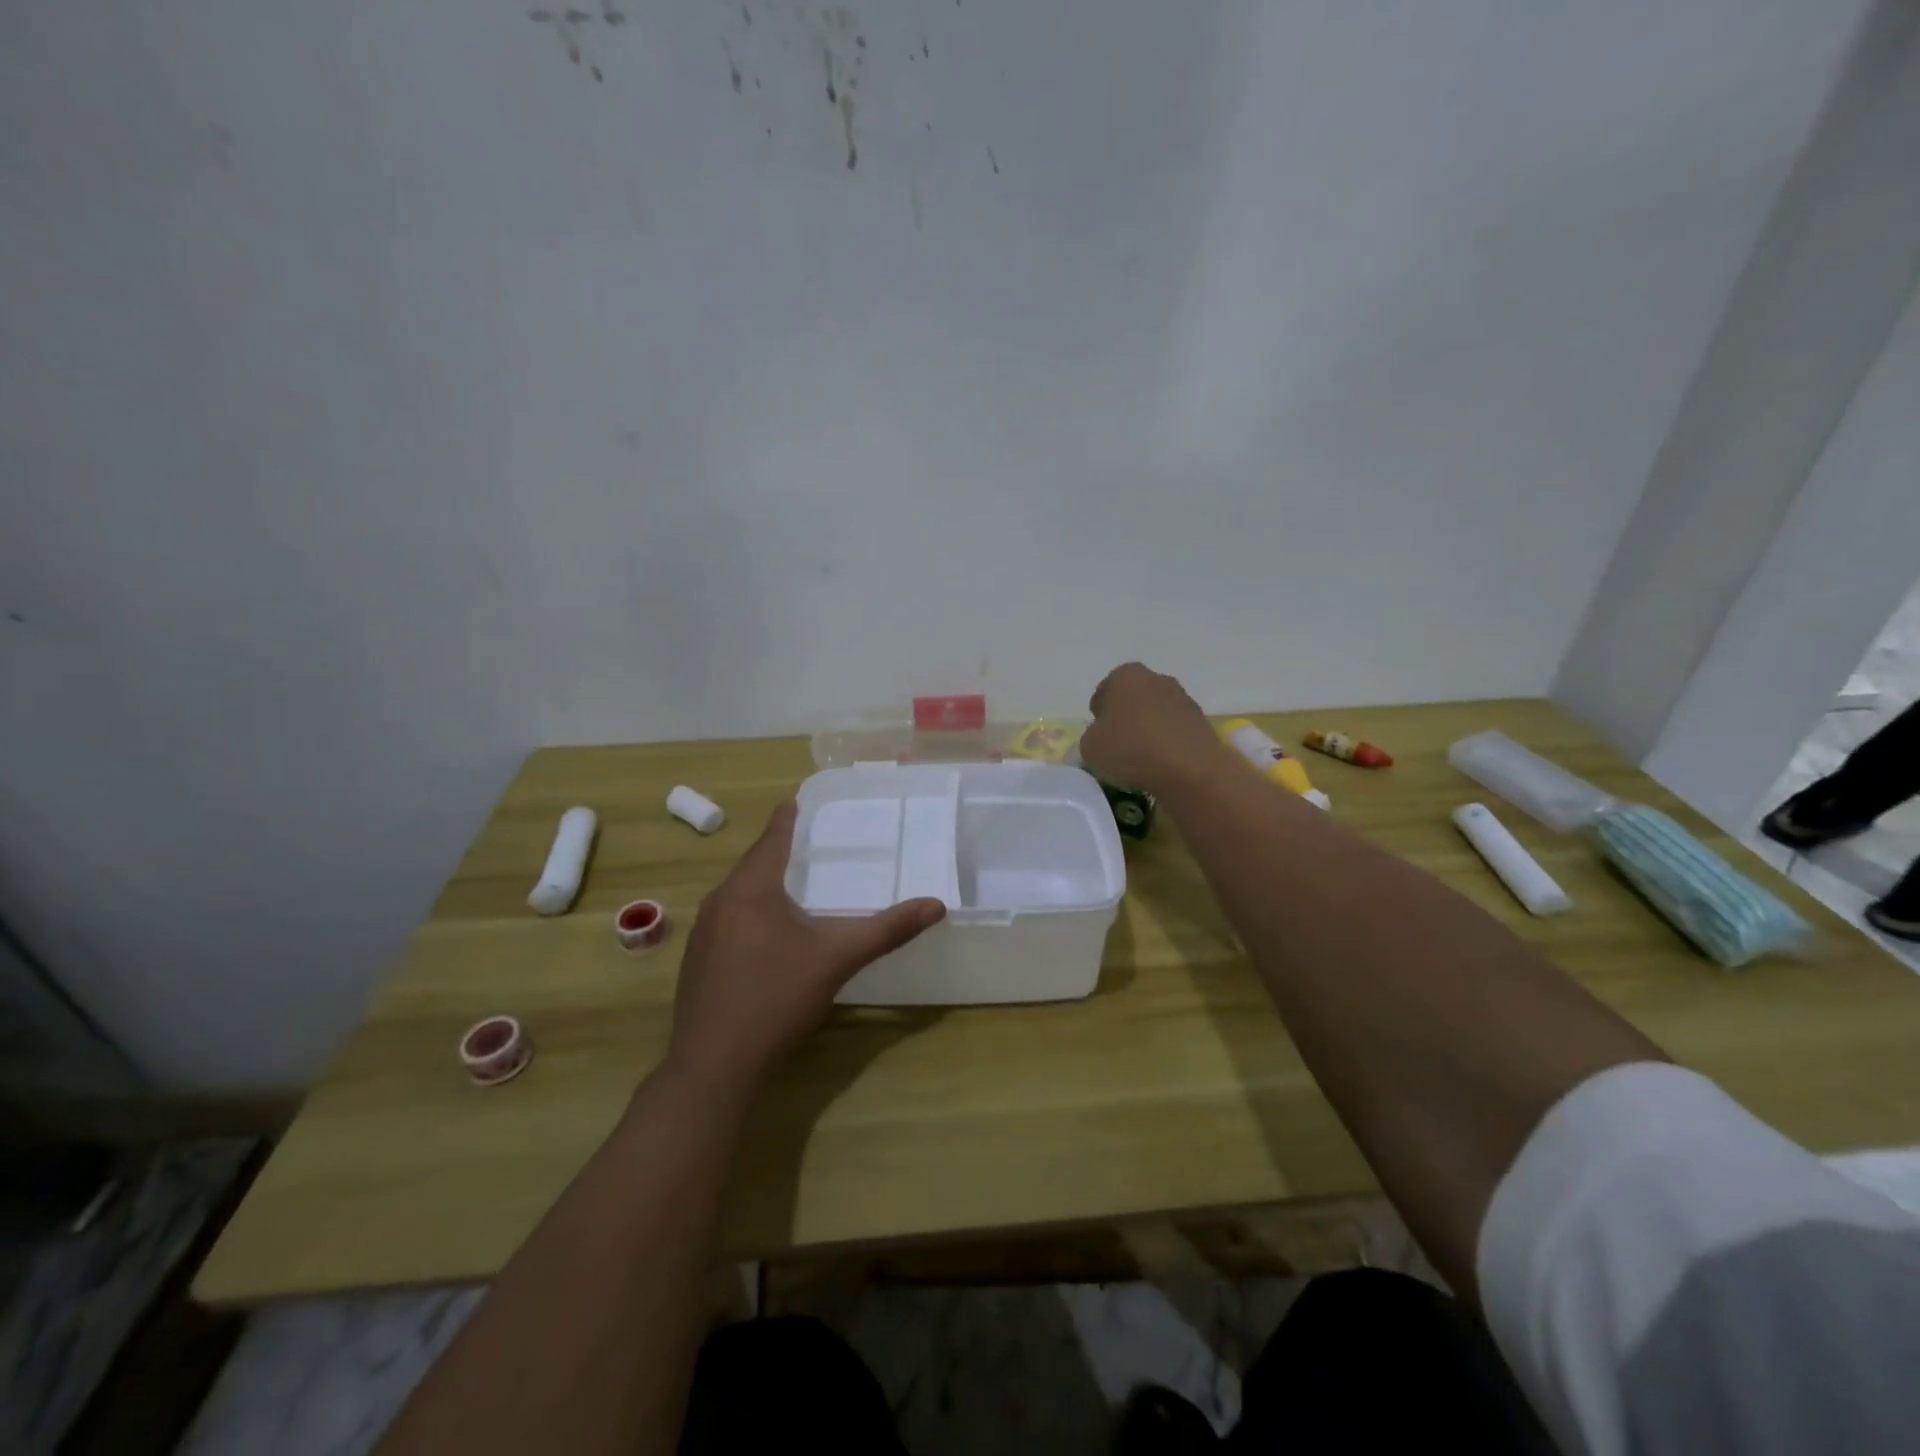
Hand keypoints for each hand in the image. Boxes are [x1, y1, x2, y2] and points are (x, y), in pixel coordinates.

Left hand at [665, 802, 946, 1094]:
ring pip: (738, 894)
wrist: (714, 1066)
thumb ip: (887, 930)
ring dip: (764, 884)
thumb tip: (936, 905)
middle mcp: (720, 901)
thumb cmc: (776, 998)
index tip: (797, 801)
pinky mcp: (697, 961)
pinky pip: (728, 920)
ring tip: (794, 883)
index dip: (787, 818)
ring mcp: (702, 933)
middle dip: (779, 851)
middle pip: (753, 864)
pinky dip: (751, 913)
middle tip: (809, 841)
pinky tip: (768, 934)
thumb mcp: (837, 958)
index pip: (772, 838)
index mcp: (750, 888)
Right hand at [1080, 662, 1227, 797]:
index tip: (1098, 736)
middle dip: (1126, 718)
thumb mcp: (1090, 748)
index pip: (1104, 692)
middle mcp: (1156, 679)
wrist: (1189, 769)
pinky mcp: (1202, 722)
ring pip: (1156, 714)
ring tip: (1142, 759)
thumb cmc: (1130, 749)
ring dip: (1149, 730)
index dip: (1099, 715)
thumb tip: (1103, 738)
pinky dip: (1168, 743)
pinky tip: (1162, 764)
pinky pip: (1175, 731)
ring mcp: (1184, 698)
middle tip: (1118, 746)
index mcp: (1125, 676)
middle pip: (1133, 699)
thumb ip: (1092, 737)